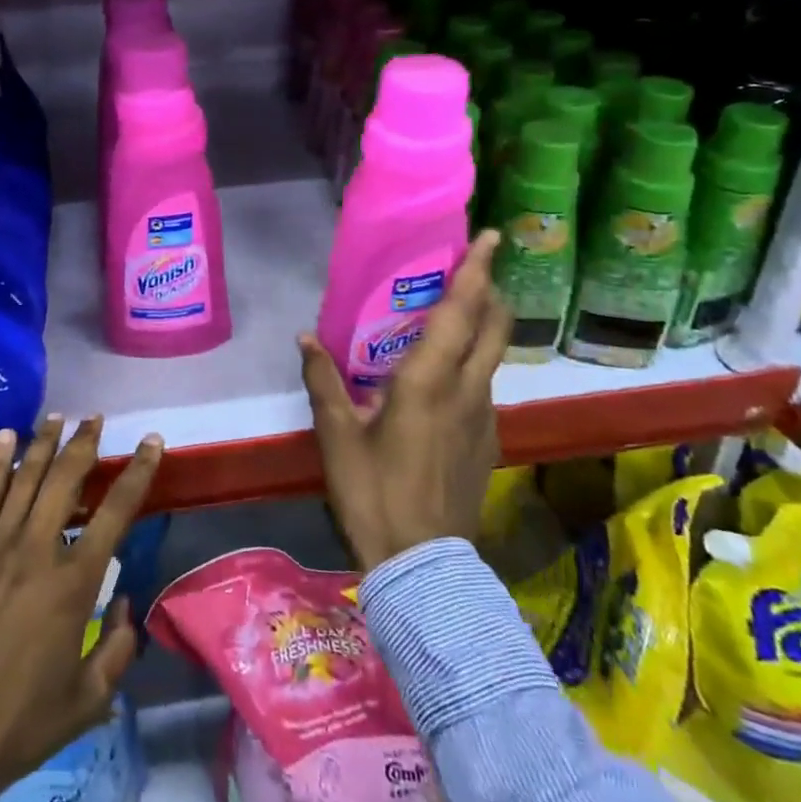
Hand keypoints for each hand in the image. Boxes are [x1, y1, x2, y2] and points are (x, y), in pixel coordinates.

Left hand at [0, 414, 163, 801]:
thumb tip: (123, 606)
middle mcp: (37, 551)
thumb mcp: (88, 700)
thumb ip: (117, 649)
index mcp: (73, 583)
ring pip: (25, 479)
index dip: (138, 471)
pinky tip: (5, 438)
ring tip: (59, 416)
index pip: (116, 511)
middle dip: (85, 444)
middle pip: (66, 480)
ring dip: (44, 443)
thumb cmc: (20, 725)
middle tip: (96, 419)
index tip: (152, 442)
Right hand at [300, 231, 509, 572]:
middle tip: (472, 269)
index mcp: (428, 381)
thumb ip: (323, 381)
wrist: (423, 565)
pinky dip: (474, 361)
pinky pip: (486, 383)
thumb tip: (305, 337)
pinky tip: (446, 377)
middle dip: (490, 289)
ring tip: (454, 315)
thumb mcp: (337, 436)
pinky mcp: (488, 440)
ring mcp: (484, 416)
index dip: (476, 270)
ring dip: (483, 325)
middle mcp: (467, 390)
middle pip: (495, 325)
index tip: (491, 236)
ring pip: (494, 354)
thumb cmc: (374, 492)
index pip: (461, 312)